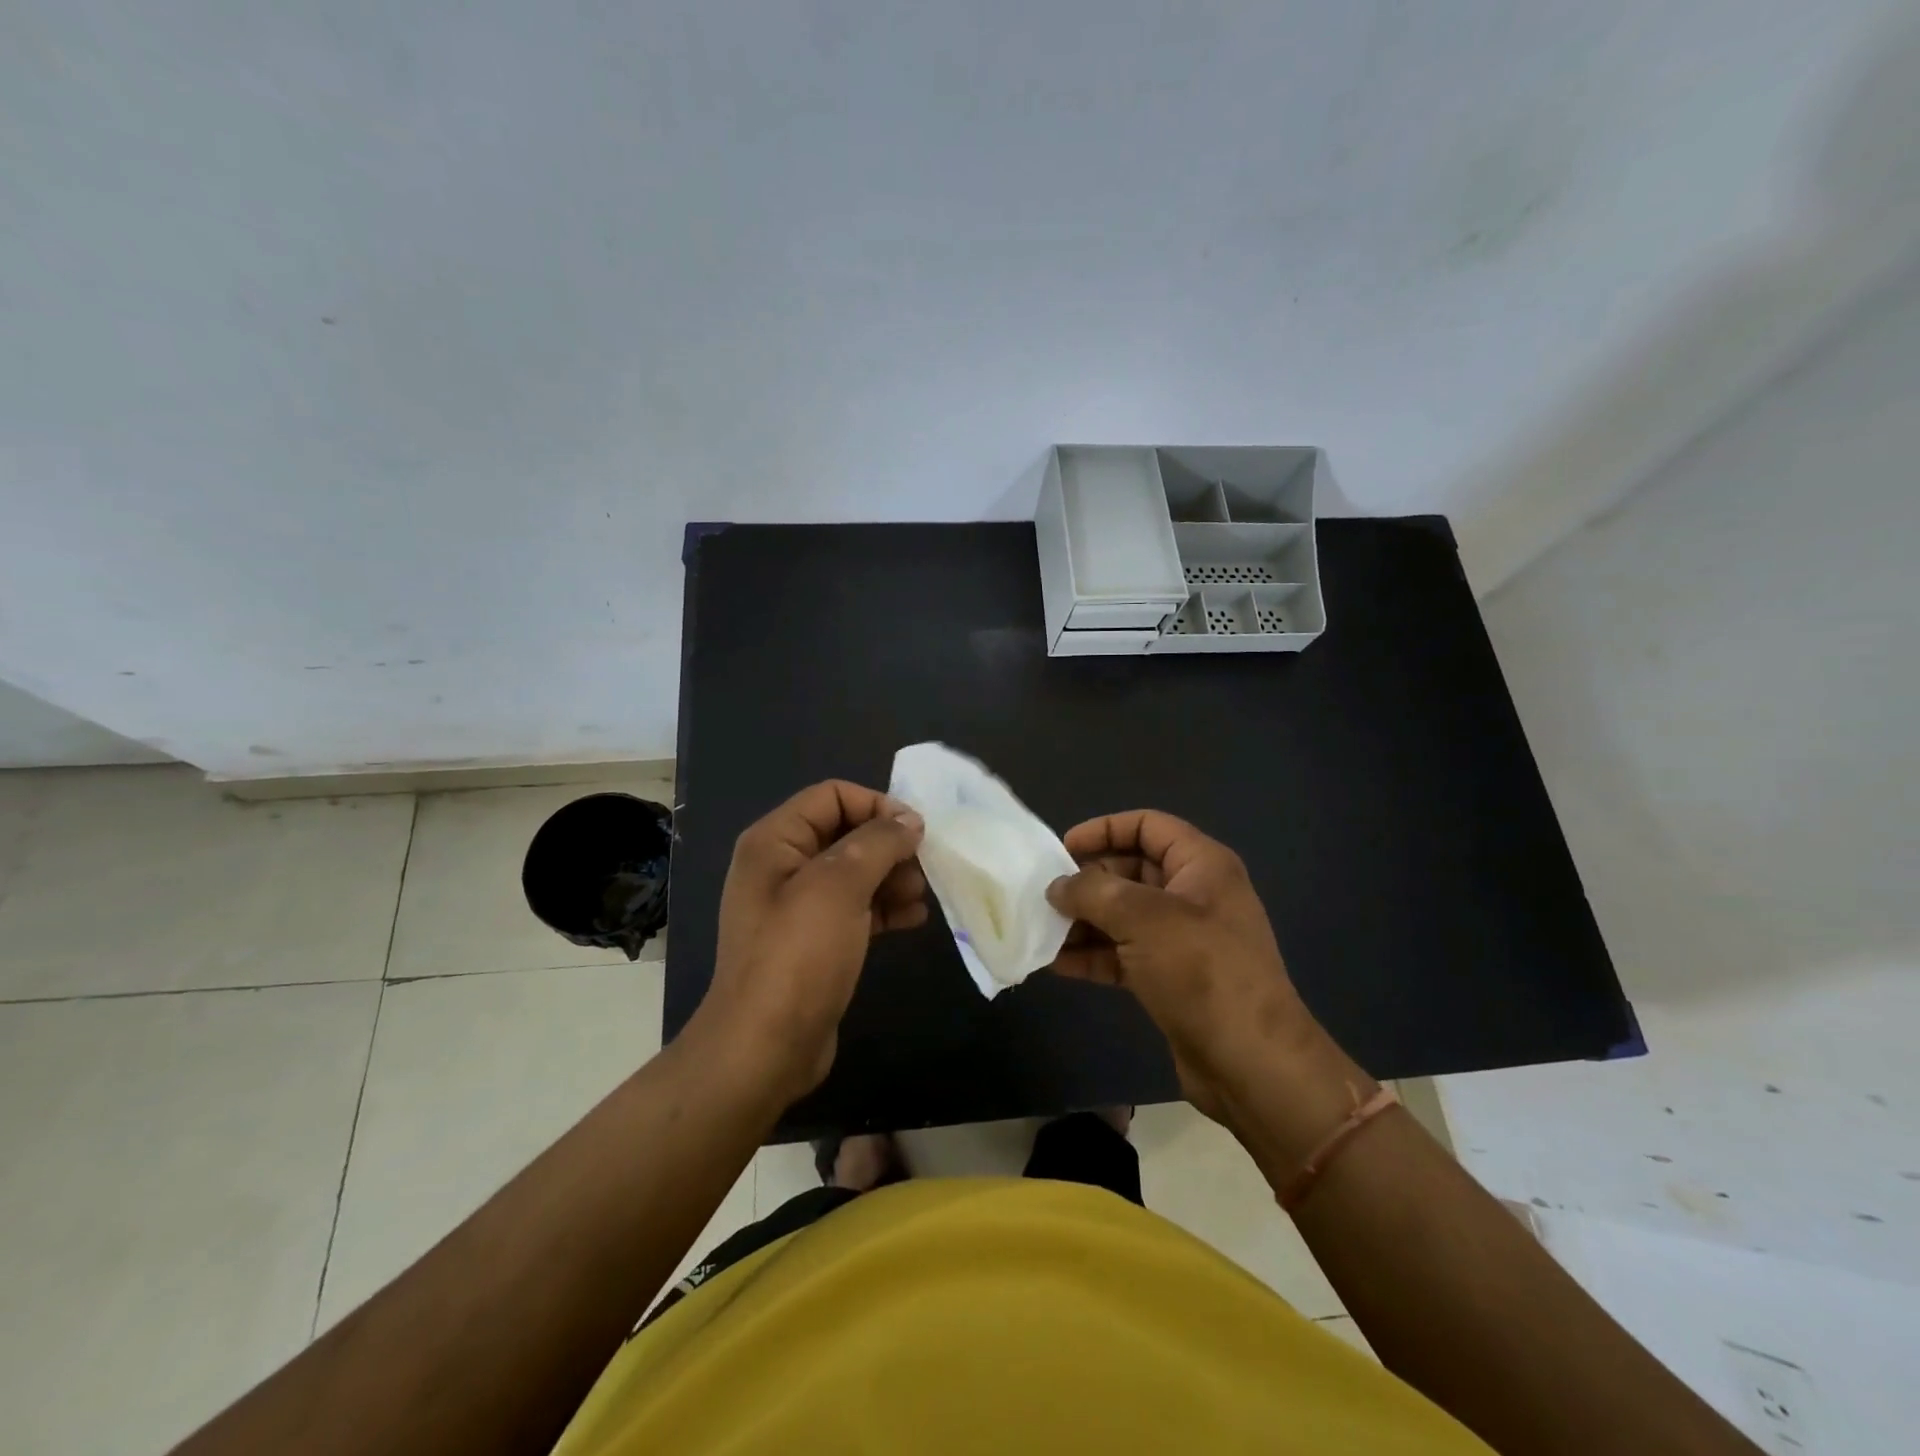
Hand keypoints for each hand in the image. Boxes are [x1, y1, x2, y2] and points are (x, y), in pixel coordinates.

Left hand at [693, 780, 926, 1105]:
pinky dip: (885, 908)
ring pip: (855, 872)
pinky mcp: (815, 941)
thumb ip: (878, 842)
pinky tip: (914, 918)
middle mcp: (783, 866)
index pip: (832, 796)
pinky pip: (856, 908)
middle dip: (888, 845)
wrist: (765, 1048)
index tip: (916, 831)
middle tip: (924, 866)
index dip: (876, 805)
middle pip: (846, 833)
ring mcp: (798, 907)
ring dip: (892, 877)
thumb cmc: (799, 955)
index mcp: (775, 841)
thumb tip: (909, 820)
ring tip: (921, 895)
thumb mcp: (839, 886)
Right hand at [1046, 810, 1359, 1132]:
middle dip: (1087, 881)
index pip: (1147, 825)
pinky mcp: (1171, 978)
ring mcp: (1183, 939)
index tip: (1062, 848)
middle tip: (1045, 895)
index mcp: (1201, 865)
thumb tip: (1058, 887)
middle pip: (1130, 870)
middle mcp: (1193, 894)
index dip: (1104, 829)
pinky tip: (1057, 964)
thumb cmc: (1201, 971)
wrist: (1251, 1063)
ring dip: (1084, 921)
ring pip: (1123, 915)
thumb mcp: (1143, 918)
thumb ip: (1093, 892)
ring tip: (1042, 930)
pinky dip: (1093, 955)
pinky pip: (1124, 953)